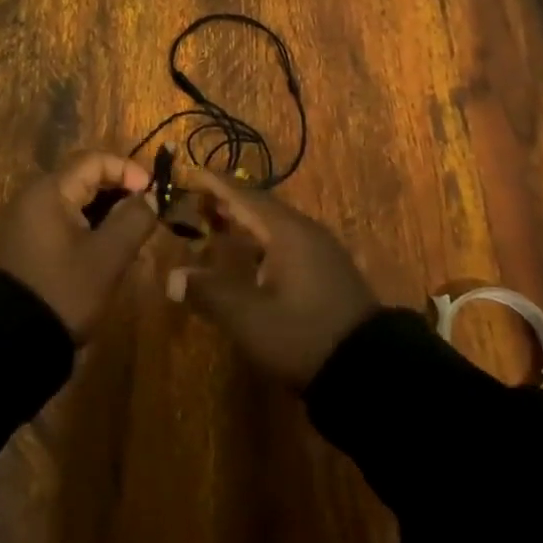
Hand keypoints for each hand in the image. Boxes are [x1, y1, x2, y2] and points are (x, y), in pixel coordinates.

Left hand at [0, 150, 160, 340]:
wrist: (9, 342)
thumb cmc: (63, 290)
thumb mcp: (107, 257)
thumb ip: (133, 220)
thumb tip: (148, 198)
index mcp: (49, 191)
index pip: (94, 160)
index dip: (128, 170)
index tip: (153, 194)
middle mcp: (33, 197)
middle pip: (84, 178)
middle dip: (119, 191)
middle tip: (146, 215)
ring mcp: (26, 221)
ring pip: (75, 201)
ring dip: (106, 211)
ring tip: (131, 235)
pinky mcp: (26, 243)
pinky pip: (63, 220)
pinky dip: (88, 226)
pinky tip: (106, 250)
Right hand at [167, 164, 376, 387]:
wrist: (370, 370)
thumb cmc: (302, 335)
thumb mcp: (249, 318)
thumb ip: (209, 293)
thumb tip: (172, 277)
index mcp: (286, 232)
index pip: (243, 196)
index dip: (215, 185)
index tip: (191, 172)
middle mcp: (305, 231)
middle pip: (261, 206)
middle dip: (228, 201)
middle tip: (197, 199)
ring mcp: (321, 251)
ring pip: (275, 224)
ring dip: (246, 221)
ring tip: (218, 223)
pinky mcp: (328, 271)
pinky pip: (287, 241)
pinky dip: (261, 240)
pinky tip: (251, 258)